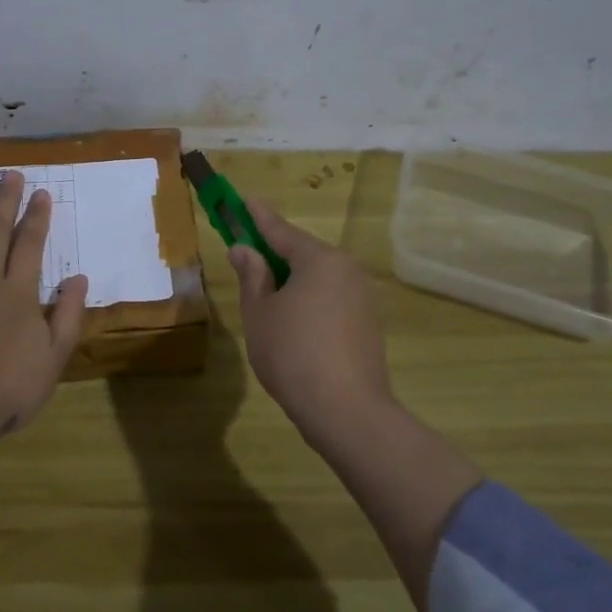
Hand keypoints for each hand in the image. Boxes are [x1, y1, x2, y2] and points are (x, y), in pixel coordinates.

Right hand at [228, 201, 394, 443]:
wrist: (347, 411)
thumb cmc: (292, 353)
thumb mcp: (260, 312)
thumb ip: (252, 276)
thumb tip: (244, 249)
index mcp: (319, 259)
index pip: (281, 230)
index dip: (258, 217)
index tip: (245, 200)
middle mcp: (346, 269)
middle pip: (303, 253)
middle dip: (274, 253)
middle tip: (247, 254)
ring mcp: (362, 296)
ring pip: (318, 277)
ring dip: (292, 280)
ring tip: (265, 295)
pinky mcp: (368, 322)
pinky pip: (331, 297)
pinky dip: (309, 299)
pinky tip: (292, 320)